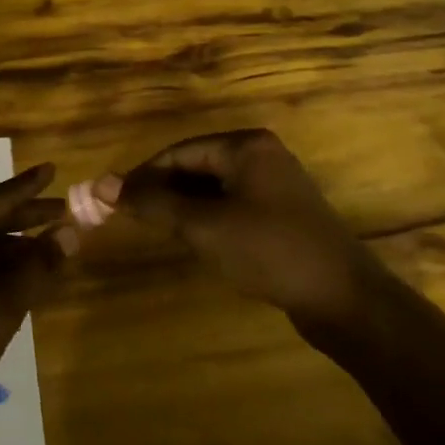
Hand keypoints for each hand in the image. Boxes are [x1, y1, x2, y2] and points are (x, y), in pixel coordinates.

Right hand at [106, 130, 393, 336]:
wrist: (343, 297)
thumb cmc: (268, 250)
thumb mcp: (203, 225)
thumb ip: (153, 203)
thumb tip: (102, 184)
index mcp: (245, 146)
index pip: (178, 152)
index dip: (142, 175)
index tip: (113, 201)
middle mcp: (261, 155)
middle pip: (196, 166)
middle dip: (163, 191)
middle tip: (132, 219)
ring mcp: (276, 184)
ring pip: (213, 188)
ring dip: (183, 206)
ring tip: (158, 231)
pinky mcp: (282, 212)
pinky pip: (232, 204)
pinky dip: (208, 217)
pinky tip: (195, 240)